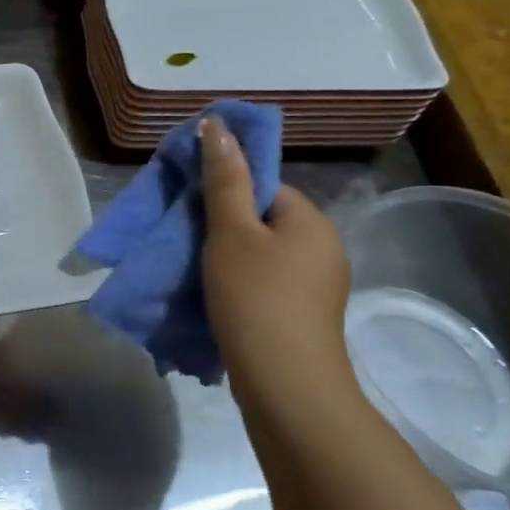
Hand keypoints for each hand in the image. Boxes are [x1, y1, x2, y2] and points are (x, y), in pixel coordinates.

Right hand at [198, 117, 358, 417]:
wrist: (285, 387)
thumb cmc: (256, 299)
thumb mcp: (231, 233)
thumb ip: (224, 179)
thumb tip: (217, 123)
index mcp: (311, 221)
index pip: (265, 187)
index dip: (226, 194)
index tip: (191, 214)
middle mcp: (323, 249)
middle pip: (262, 223)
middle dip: (223, 230)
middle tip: (186, 244)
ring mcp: (316, 289)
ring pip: (261, 257)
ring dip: (227, 262)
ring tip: (194, 275)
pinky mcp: (303, 320)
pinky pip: (265, 287)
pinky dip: (239, 289)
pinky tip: (216, 304)